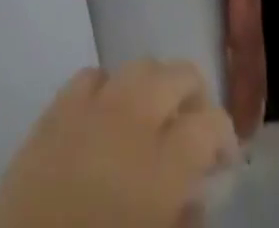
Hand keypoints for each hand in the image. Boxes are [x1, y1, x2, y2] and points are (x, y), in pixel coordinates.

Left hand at [0, 61, 239, 227]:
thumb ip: (183, 220)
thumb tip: (195, 199)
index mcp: (163, 163)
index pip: (211, 122)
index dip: (224, 136)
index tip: (224, 160)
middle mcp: (133, 119)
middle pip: (179, 74)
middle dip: (195, 96)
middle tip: (195, 129)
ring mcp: (91, 109)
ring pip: (139, 66)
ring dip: (155, 86)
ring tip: (153, 116)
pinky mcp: (54, 113)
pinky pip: (91, 77)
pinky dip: (108, 89)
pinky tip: (106, 116)